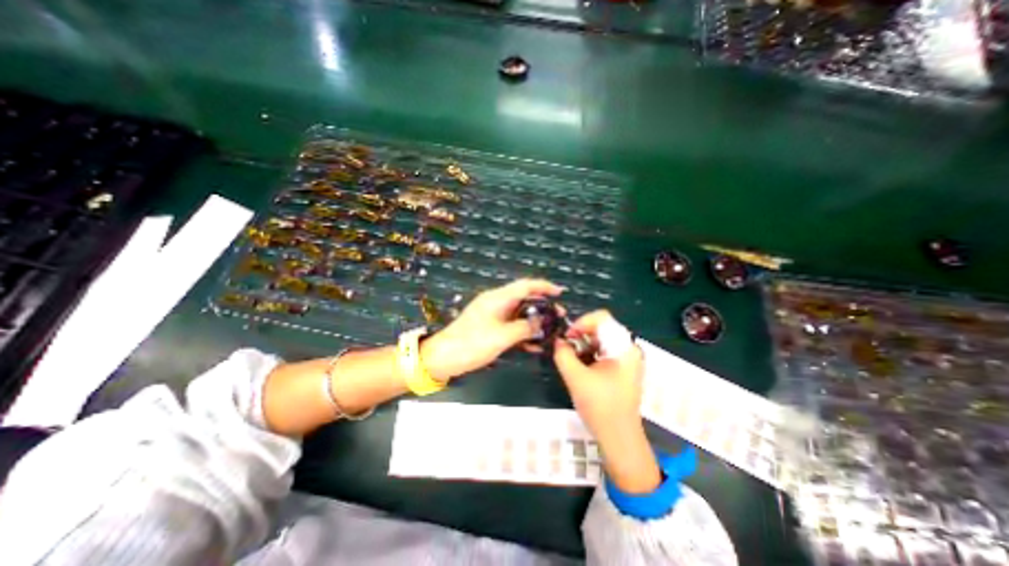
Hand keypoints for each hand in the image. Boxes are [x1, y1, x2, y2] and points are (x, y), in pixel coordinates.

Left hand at [420, 278, 566, 380]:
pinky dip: (523, 332)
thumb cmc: (471, 343)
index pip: (525, 286)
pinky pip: (512, 326)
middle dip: (542, 306)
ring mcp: (493, 316)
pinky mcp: (491, 328)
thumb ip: (524, 328)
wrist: (443, 358)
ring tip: (551, 330)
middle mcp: (496, 303)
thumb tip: (542, 323)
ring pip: (519, 314)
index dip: (543, 286)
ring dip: (534, 321)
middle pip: (524, 299)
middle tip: (558, 316)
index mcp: (497, 298)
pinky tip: (534, 344)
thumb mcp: (501, 336)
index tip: (559, 292)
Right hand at [551, 312, 663, 491]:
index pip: (602, 318)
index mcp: (623, 347)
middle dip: (580, 335)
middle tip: (565, 348)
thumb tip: (557, 340)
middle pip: (601, 328)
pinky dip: (589, 354)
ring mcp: (626, 359)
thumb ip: (563, 354)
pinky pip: (603, 351)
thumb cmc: (600, 407)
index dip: (581, 322)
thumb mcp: (576, 378)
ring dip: (582, 345)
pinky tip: (579, 367)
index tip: (567, 337)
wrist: (619, 438)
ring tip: (570, 359)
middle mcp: (628, 348)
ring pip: (600, 340)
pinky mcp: (621, 369)